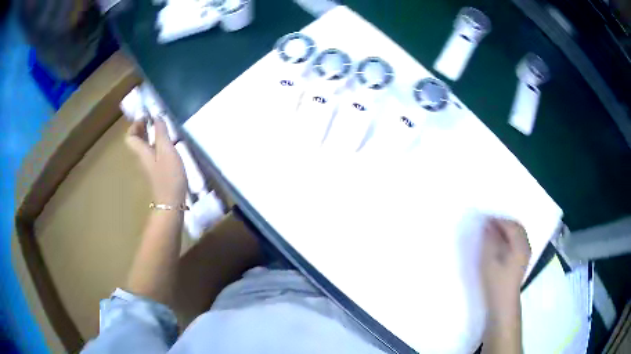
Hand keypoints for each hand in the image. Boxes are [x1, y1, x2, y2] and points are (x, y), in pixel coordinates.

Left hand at [126, 119, 186, 205]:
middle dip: (142, 128)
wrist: (171, 202)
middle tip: (153, 119)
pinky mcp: (157, 170)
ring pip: (144, 146)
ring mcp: (149, 165)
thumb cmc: (169, 176)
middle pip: (136, 141)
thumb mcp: (167, 151)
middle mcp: (143, 157)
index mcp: (142, 151)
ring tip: (161, 128)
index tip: (146, 117)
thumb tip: (156, 117)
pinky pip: (152, 152)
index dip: (135, 125)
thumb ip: (161, 133)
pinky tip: (167, 144)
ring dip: (149, 135)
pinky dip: (156, 144)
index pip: (130, 137)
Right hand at [480, 217, 530, 319]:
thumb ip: (489, 240)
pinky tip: (500, 244)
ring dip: (506, 230)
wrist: (503, 302)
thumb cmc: (496, 281)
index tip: (485, 219)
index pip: (511, 225)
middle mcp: (526, 246)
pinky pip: (517, 241)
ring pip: (518, 234)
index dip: (498, 220)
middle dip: (503, 223)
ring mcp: (525, 254)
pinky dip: (509, 238)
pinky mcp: (522, 261)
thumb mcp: (489, 260)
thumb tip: (488, 225)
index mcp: (520, 245)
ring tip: (493, 233)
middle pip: (517, 227)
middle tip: (489, 224)